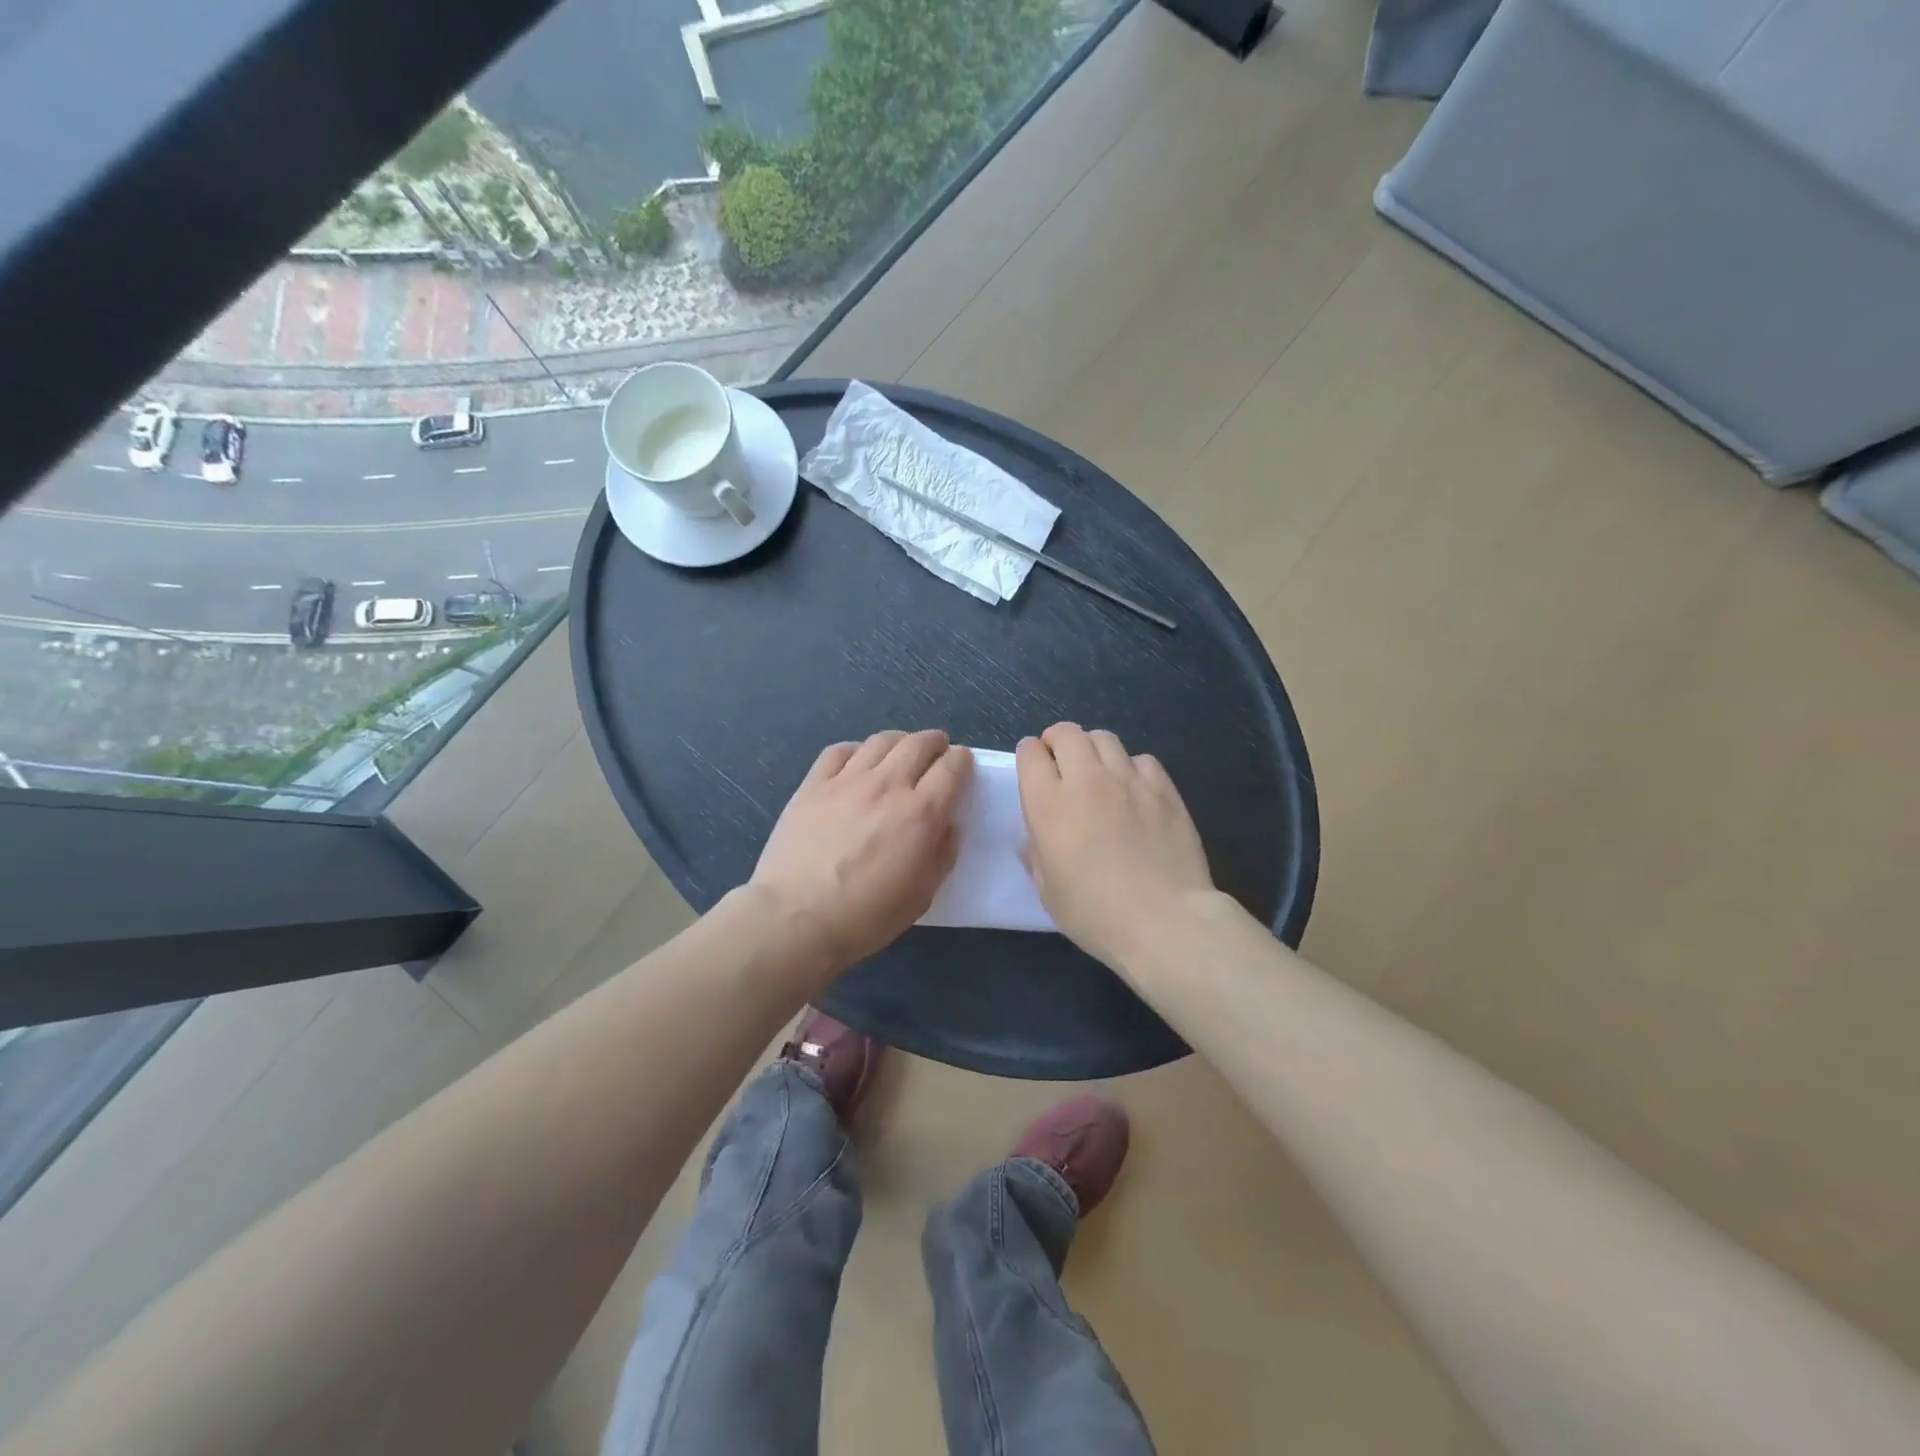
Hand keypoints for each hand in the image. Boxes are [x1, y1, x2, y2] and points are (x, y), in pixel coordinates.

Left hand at [750, 729, 972, 976]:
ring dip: (900, 741)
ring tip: (901, 750)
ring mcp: (847, 781)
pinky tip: (858, 761)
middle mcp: (887, 785)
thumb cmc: (865, 917)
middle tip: (937, 749)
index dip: (962, 761)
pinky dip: (857, 749)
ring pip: (881, 741)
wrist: (794, 918)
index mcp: (921, 813)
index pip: (952, 767)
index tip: (962, 764)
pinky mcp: (813, 785)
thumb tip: (947, 825)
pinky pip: (839, 751)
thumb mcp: (921, 896)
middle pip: (918, 744)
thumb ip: (941, 854)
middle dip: (935, 742)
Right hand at [1017, 723, 1214, 967]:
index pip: (1030, 753)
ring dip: (1092, 749)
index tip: (1033, 770)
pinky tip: (1134, 791)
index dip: (1029, 756)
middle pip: (1066, 733)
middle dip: (1057, 741)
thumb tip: (1036, 839)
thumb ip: (1037, 855)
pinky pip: (1142, 759)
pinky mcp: (1164, 788)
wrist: (1165, 921)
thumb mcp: (1048, 892)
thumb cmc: (1096, 914)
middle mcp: (1086, 780)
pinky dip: (1131, 767)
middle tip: (1060, 763)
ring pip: (1104, 738)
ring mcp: (1129, 780)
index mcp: (1048, 804)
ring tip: (1097, 772)